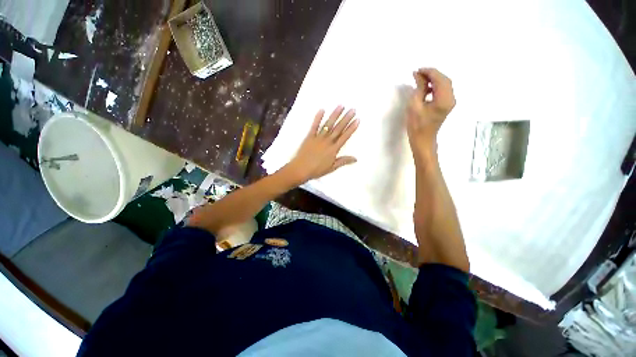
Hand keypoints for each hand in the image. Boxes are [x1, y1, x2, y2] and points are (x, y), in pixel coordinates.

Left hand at [284, 106, 359, 183]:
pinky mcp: (309, 136)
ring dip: (335, 115)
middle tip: (353, 109)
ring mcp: (318, 138)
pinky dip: (318, 118)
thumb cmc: (317, 170)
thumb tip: (356, 159)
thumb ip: (343, 161)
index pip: (345, 137)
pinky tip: (322, 110)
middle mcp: (327, 141)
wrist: (301, 169)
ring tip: (341, 106)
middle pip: (338, 128)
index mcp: (333, 149)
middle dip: (346, 119)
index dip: (351, 128)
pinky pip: (314, 126)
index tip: (357, 120)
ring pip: (328, 125)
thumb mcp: (332, 168)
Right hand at [406, 68, 455, 159]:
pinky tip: (425, 89)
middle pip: (444, 80)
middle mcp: (451, 98)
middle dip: (431, 74)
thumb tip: (418, 74)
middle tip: (418, 73)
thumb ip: (419, 88)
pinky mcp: (446, 105)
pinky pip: (442, 91)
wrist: (422, 140)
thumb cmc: (416, 125)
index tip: (417, 70)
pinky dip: (434, 86)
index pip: (439, 79)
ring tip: (420, 80)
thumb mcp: (415, 105)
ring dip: (433, 80)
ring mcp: (450, 102)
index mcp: (444, 99)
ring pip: (444, 84)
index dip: (429, 72)